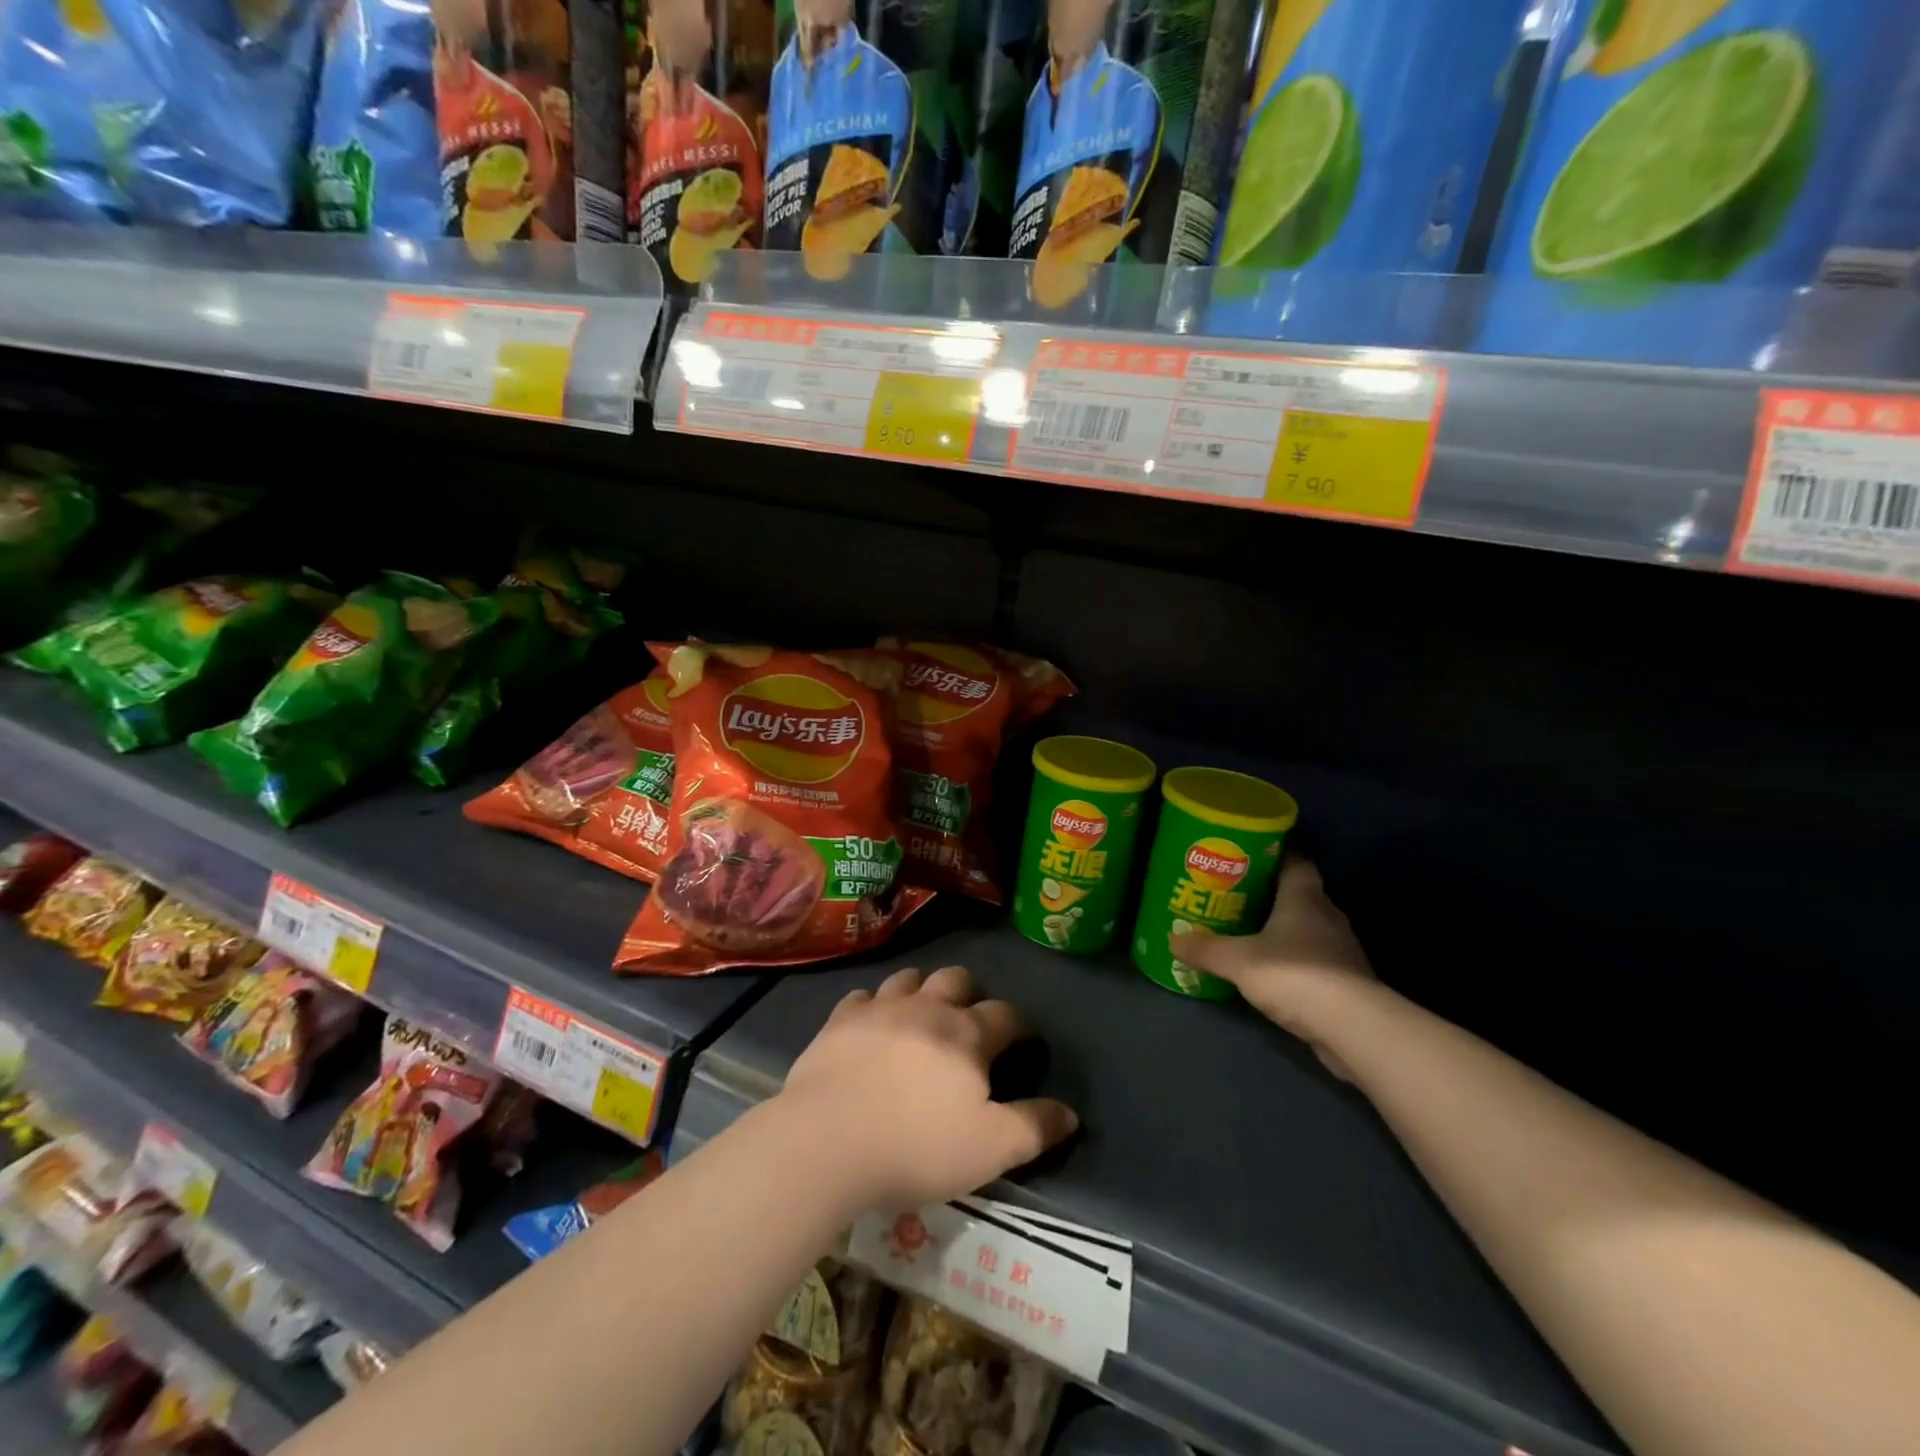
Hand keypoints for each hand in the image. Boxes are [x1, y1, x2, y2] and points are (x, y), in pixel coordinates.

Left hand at [778, 965, 1078, 1209]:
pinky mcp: (840, 1019)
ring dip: (922, 991)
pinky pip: (863, 996)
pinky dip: (874, 1006)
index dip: (1021, 1026)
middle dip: (970, 994)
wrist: (827, 1141)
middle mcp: (927, 1008)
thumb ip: (1033, 1128)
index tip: (1023, 1043)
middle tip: (969, 1023)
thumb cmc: (916, 1147)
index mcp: (967, 1035)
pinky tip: (871, 1026)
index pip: (1007, 1014)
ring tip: (921, 1016)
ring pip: (910, 978)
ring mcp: (880, 1007)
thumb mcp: (989, 1150)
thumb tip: (1070, 1113)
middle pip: (957, 979)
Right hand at [1170, 857, 1378, 1079]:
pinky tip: (1272, 972)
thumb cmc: (1294, 974)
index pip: (1295, 862)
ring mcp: (1341, 950)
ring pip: (1308, 929)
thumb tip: (1171, 940)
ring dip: (1284, 931)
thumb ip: (1205, 949)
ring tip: (1249, 935)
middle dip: (1271, 896)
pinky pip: (1315, 960)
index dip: (1274, 856)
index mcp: (1305, 898)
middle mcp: (1328, 916)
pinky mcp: (1347, 982)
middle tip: (1236, 897)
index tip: (1249, 857)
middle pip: (1300, 896)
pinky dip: (1295, 961)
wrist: (1352, 1027)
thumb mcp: (1237, 961)